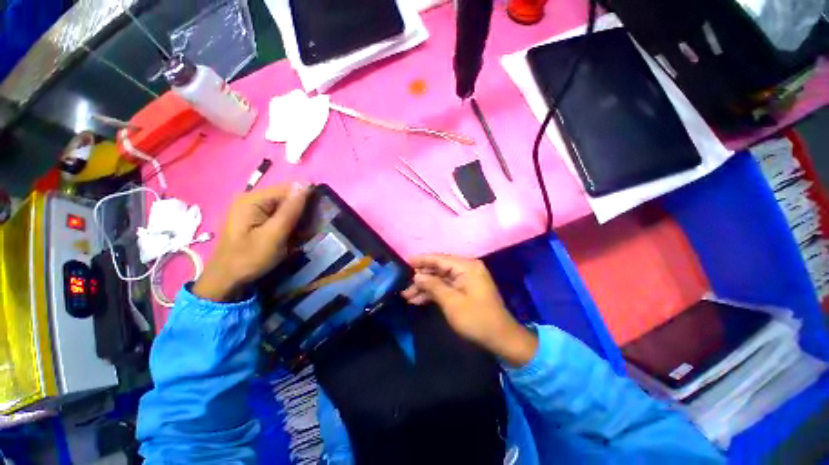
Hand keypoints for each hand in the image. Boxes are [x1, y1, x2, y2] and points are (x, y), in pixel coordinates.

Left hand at [193, 184, 308, 301]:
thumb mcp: (274, 235)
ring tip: (299, 234)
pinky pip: (276, 214)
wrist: (226, 279)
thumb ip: (290, 210)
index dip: (306, 198)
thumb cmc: (250, 258)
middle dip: (300, 211)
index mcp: (253, 199)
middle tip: (307, 229)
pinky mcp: (252, 218)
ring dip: (295, 218)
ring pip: (283, 206)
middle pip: (285, 197)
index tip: (318, 215)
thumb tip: (305, 185)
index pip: (288, 188)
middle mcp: (250, 199)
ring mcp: (250, 209)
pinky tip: (289, 235)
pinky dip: (286, 223)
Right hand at [402, 254, 537, 366]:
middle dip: (421, 277)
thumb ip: (433, 285)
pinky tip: (418, 300)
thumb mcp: (451, 302)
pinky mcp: (465, 290)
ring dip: (425, 287)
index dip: (421, 260)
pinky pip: (446, 287)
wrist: (501, 339)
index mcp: (466, 267)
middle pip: (439, 268)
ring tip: (407, 296)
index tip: (404, 262)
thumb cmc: (476, 319)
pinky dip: (433, 293)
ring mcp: (466, 279)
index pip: (439, 258)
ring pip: (440, 279)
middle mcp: (466, 269)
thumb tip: (417, 275)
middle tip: (404, 285)